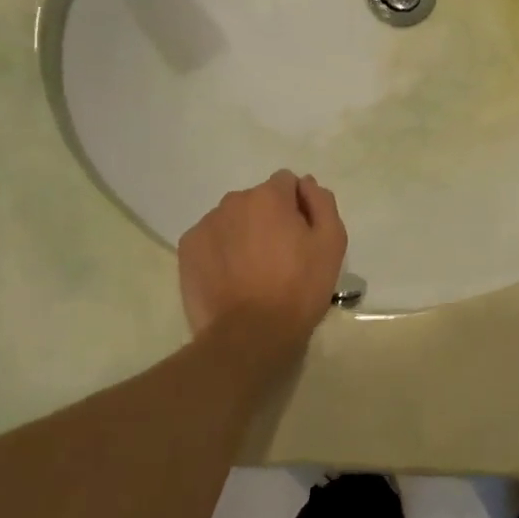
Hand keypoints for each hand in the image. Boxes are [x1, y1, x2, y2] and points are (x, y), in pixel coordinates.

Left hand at [177, 171, 348, 347]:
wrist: (250, 335)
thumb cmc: (299, 288)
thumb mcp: (331, 243)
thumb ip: (321, 202)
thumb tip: (306, 183)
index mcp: (269, 196)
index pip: (287, 182)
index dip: (298, 206)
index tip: (301, 235)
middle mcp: (233, 201)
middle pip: (257, 200)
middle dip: (269, 218)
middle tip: (280, 256)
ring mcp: (205, 225)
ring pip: (233, 219)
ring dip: (244, 233)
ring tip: (253, 270)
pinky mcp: (187, 250)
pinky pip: (211, 239)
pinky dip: (222, 250)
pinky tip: (231, 278)